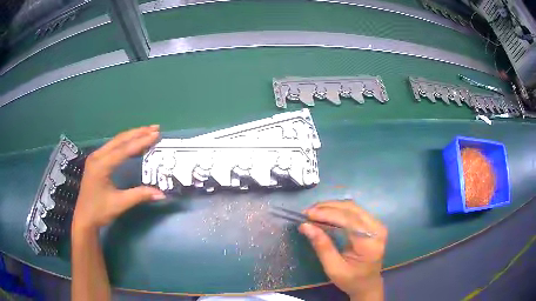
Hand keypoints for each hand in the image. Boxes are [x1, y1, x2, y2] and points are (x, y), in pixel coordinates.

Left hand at [72, 125, 165, 232]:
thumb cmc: (100, 211)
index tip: (156, 134)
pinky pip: (112, 147)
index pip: (124, 150)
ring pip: (115, 141)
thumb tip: (161, 194)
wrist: (84, 218)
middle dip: (138, 133)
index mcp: (101, 165)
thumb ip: (140, 195)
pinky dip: (125, 143)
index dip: (141, 142)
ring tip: (147, 131)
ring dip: (132, 136)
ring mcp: (95, 157)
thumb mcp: (120, 204)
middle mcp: (97, 156)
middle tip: (155, 128)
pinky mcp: (96, 161)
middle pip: (120, 140)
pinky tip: (132, 143)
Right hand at [299, 201, 386, 300]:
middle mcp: (377, 229)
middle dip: (328, 207)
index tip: (307, 214)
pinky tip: (326, 214)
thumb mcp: (333, 268)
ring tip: (314, 212)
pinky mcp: (373, 224)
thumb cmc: (351, 280)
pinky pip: (354, 211)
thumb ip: (322, 246)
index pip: (349, 220)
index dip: (327, 214)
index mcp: (370, 243)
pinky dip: (338, 210)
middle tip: (307, 212)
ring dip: (332, 207)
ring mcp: (377, 225)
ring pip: (353, 207)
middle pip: (351, 209)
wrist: (367, 284)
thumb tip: (306, 226)